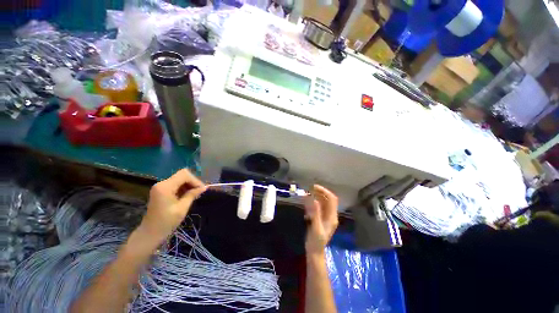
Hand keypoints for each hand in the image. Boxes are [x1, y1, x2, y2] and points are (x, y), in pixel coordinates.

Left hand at [137, 169, 206, 246]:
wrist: (150, 234)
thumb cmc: (166, 222)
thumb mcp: (182, 208)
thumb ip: (192, 195)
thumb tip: (204, 187)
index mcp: (165, 187)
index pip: (184, 175)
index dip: (195, 180)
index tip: (202, 190)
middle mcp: (162, 183)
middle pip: (182, 175)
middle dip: (193, 182)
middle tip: (199, 192)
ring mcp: (160, 187)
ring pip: (180, 179)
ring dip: (189, 185)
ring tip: (195, 195)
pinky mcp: (161, 191)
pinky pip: (176, 184)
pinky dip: (183, 188)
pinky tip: (187, 196)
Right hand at [304, 185, 338, 255]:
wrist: (315, 252)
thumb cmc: (316, 241)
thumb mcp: (316, 227)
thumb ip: (316, 214)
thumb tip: (314, 200)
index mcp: (332, 217)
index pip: (332, 199)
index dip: (325, 191)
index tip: (315, 187)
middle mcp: (330, 215)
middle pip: (328, 199)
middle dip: (320, 192)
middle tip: (310, 188)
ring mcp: (326, 216)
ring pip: (323, 202)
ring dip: (316, 196)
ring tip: (308, 192)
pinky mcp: (321, 218)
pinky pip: (318, 206)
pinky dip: (313, 201)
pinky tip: (307, 201)